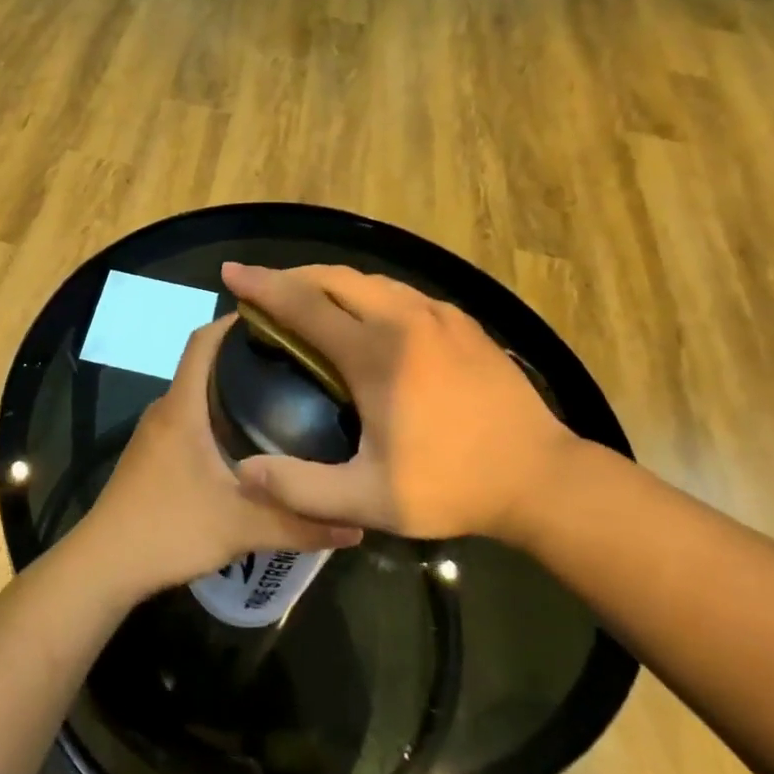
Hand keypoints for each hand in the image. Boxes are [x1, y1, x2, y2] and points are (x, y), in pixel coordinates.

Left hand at [77, 317, 362, 597]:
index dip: (233, 321)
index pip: (203, 341)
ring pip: (197, 395)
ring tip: (282, 396)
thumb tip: (358, 524)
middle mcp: (166, 409)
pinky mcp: (153, 455)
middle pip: (205, 365)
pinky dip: (218, 415)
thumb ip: (299, 524)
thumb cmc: (169, 530)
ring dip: (231, 389)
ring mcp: (155, 433)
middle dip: (245, 356)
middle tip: (296, 362)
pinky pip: (189, 418)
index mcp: (182, 408)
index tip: (276, 317)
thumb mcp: (241, 528)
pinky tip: (249, 441)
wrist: (104, 565)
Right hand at [221, 263, 584, 543]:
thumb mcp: (370, 501)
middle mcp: (405, 319)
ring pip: (369, 280)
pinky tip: (363, 319)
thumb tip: (244, 472)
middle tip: (262, 291)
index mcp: (377, 352)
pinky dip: (364, 294)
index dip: (262, 286)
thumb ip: (302, 488)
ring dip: (328, 283)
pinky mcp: (462, 322)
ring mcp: (439, 316)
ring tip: (305, 302)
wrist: (542, 477)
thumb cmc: (452, 486)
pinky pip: (399, 293)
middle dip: (292, 277)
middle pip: (334, 278)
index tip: (231, 272)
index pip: (305, 304)